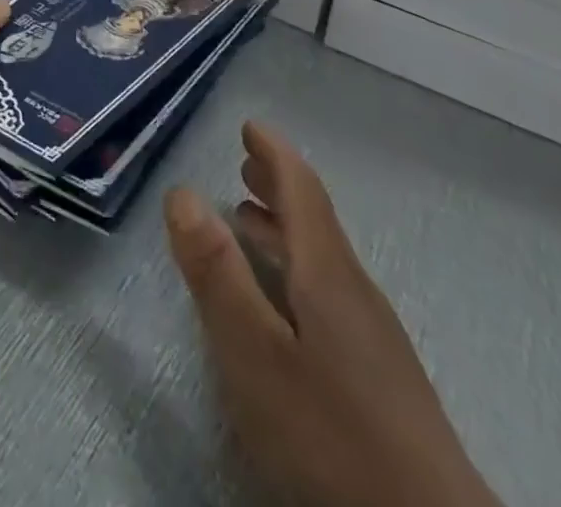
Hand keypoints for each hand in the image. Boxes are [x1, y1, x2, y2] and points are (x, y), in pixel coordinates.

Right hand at [164, 123, 500, 506]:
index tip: (250, 126)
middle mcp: (353, 289)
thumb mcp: (255, 353)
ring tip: (250, 219)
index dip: (274, 153)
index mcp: (327, 272)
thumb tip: (182, 192)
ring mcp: (372, 334)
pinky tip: (284, 297)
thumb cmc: (332, 433)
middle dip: (278, 185)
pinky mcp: (378, 374)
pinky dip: (297, 266)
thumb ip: (217, 273)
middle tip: (245, 162)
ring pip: (321, 257)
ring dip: (284, 227)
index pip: (301, 190)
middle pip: (314, 219)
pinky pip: (328, 289)